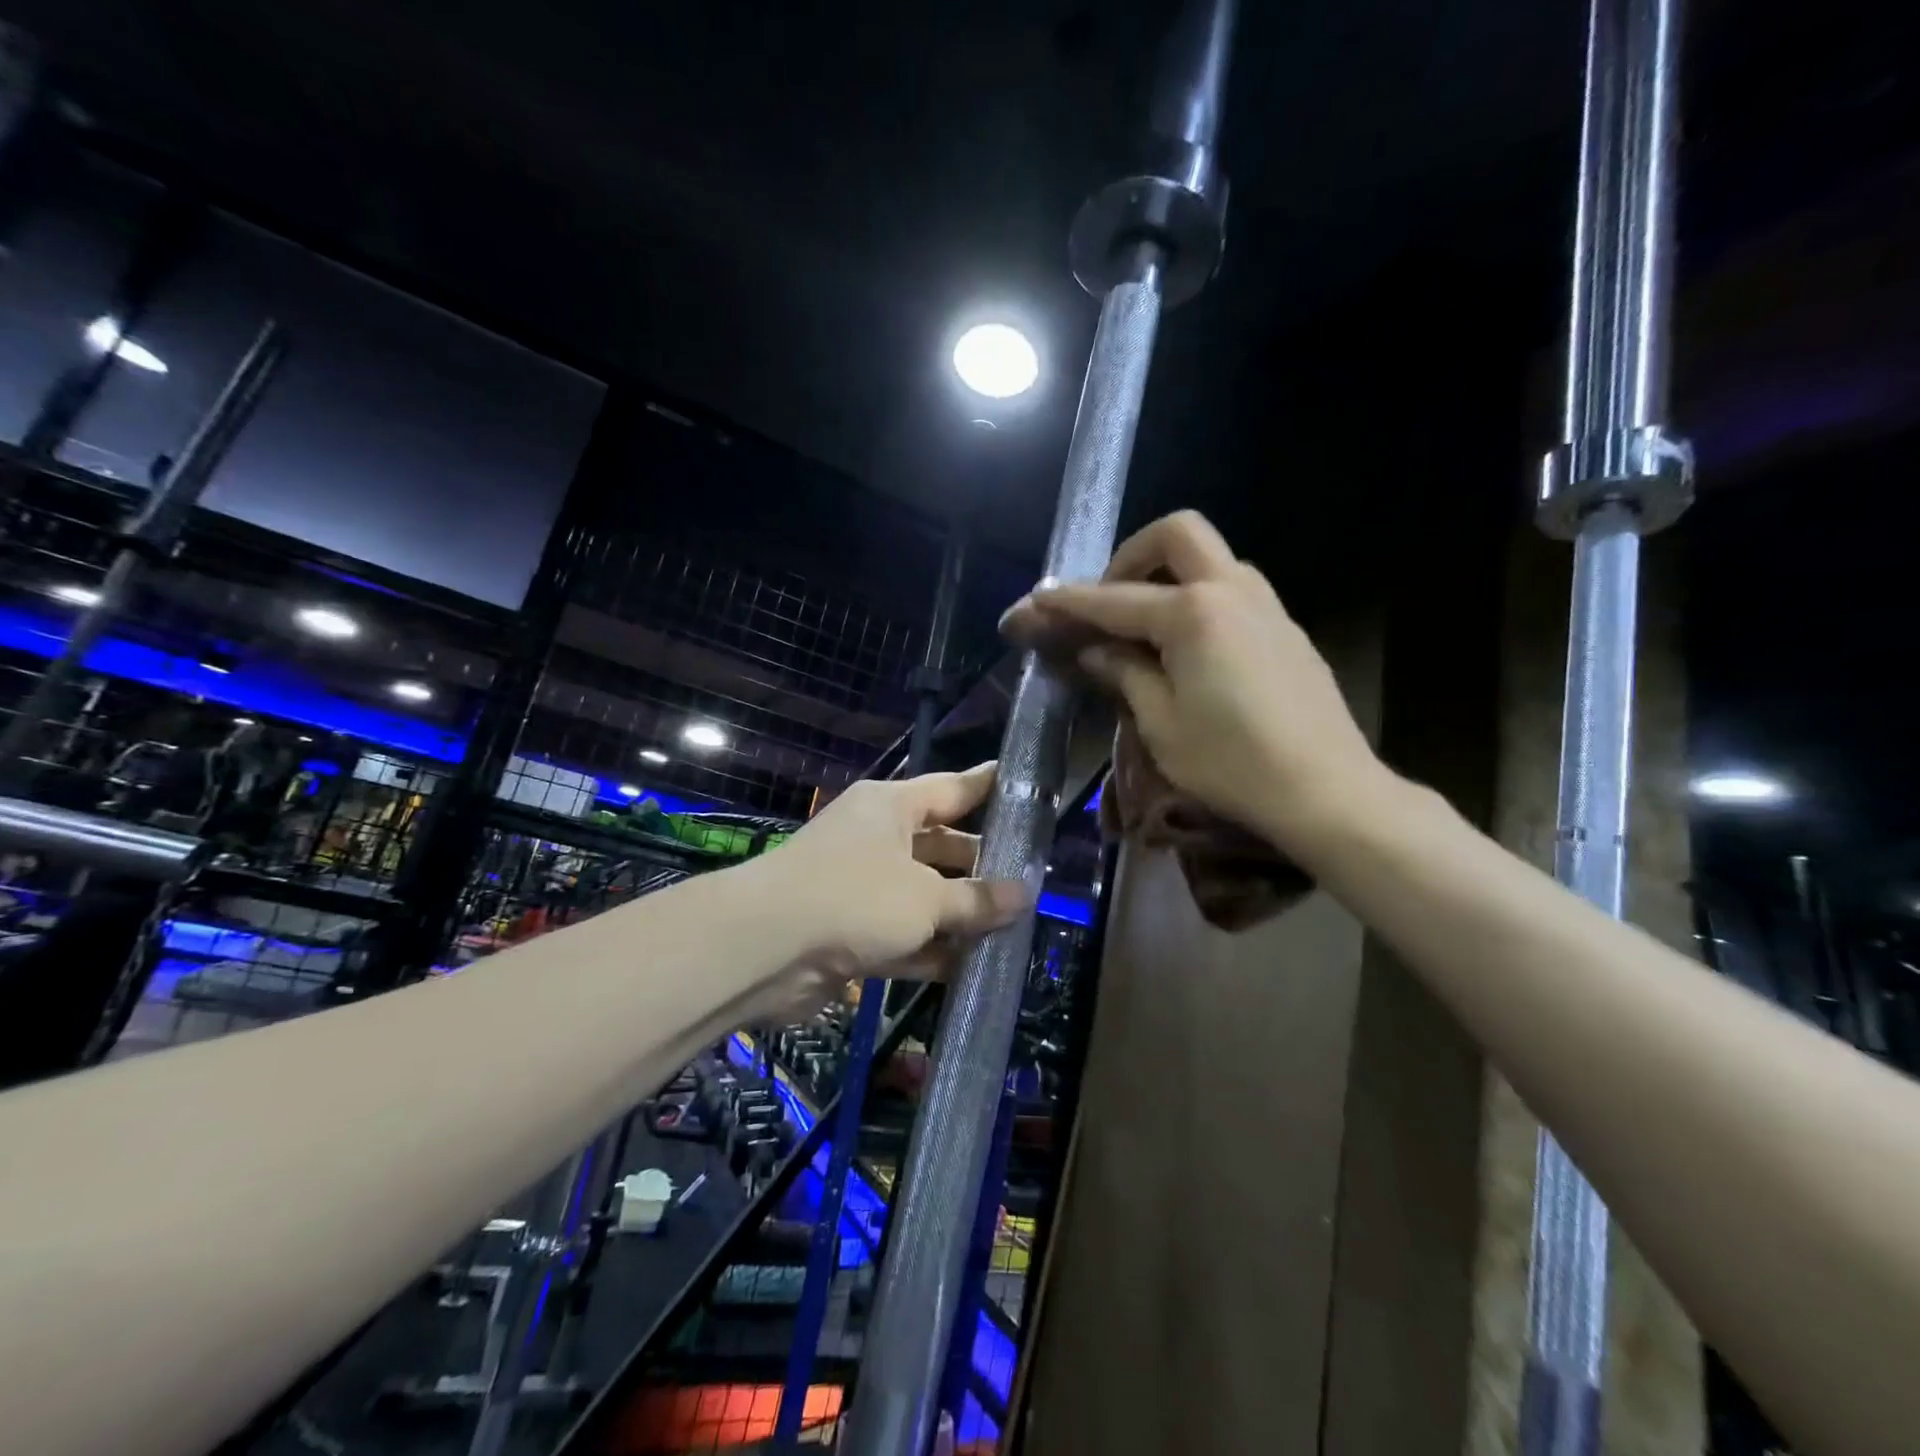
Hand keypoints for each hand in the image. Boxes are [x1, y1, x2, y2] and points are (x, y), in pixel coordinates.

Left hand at [748, 763, 1030, 1010]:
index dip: (989, 787)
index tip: (1025, 786)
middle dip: (982, 867)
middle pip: (941, 847)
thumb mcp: (926, 898)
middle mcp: (876, 839)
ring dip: (960, 915)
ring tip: (1014, 928)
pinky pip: (903, 935)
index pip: (952, 789)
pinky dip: (931, 949)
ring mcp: (861, 886)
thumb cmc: (855, 897)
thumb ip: (976, 899)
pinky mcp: (850, 931)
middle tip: (1034, 882)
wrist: (764, 948)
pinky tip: (972, 966)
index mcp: (891, 807)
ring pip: (924, 896)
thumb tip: (1024, 895)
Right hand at [1002, 510, 1388, 857]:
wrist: (1327, 792)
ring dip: (1170, 575)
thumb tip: (1095, 650)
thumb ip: (1124, 674)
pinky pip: (1234, 591)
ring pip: (1211, 559)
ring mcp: (1267, 607)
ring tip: (1144, 627)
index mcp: (1192, 614)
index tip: (1033, 601)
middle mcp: (1232, 592)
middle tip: (1109, 600)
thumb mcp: (1161, 724)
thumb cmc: (1232, 763)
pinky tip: (1189, 650)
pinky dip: (1199, 600)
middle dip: (1132, 555)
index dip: (1067, 601)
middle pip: (1177, 535)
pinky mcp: (1286, 630)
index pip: (1114, 600)